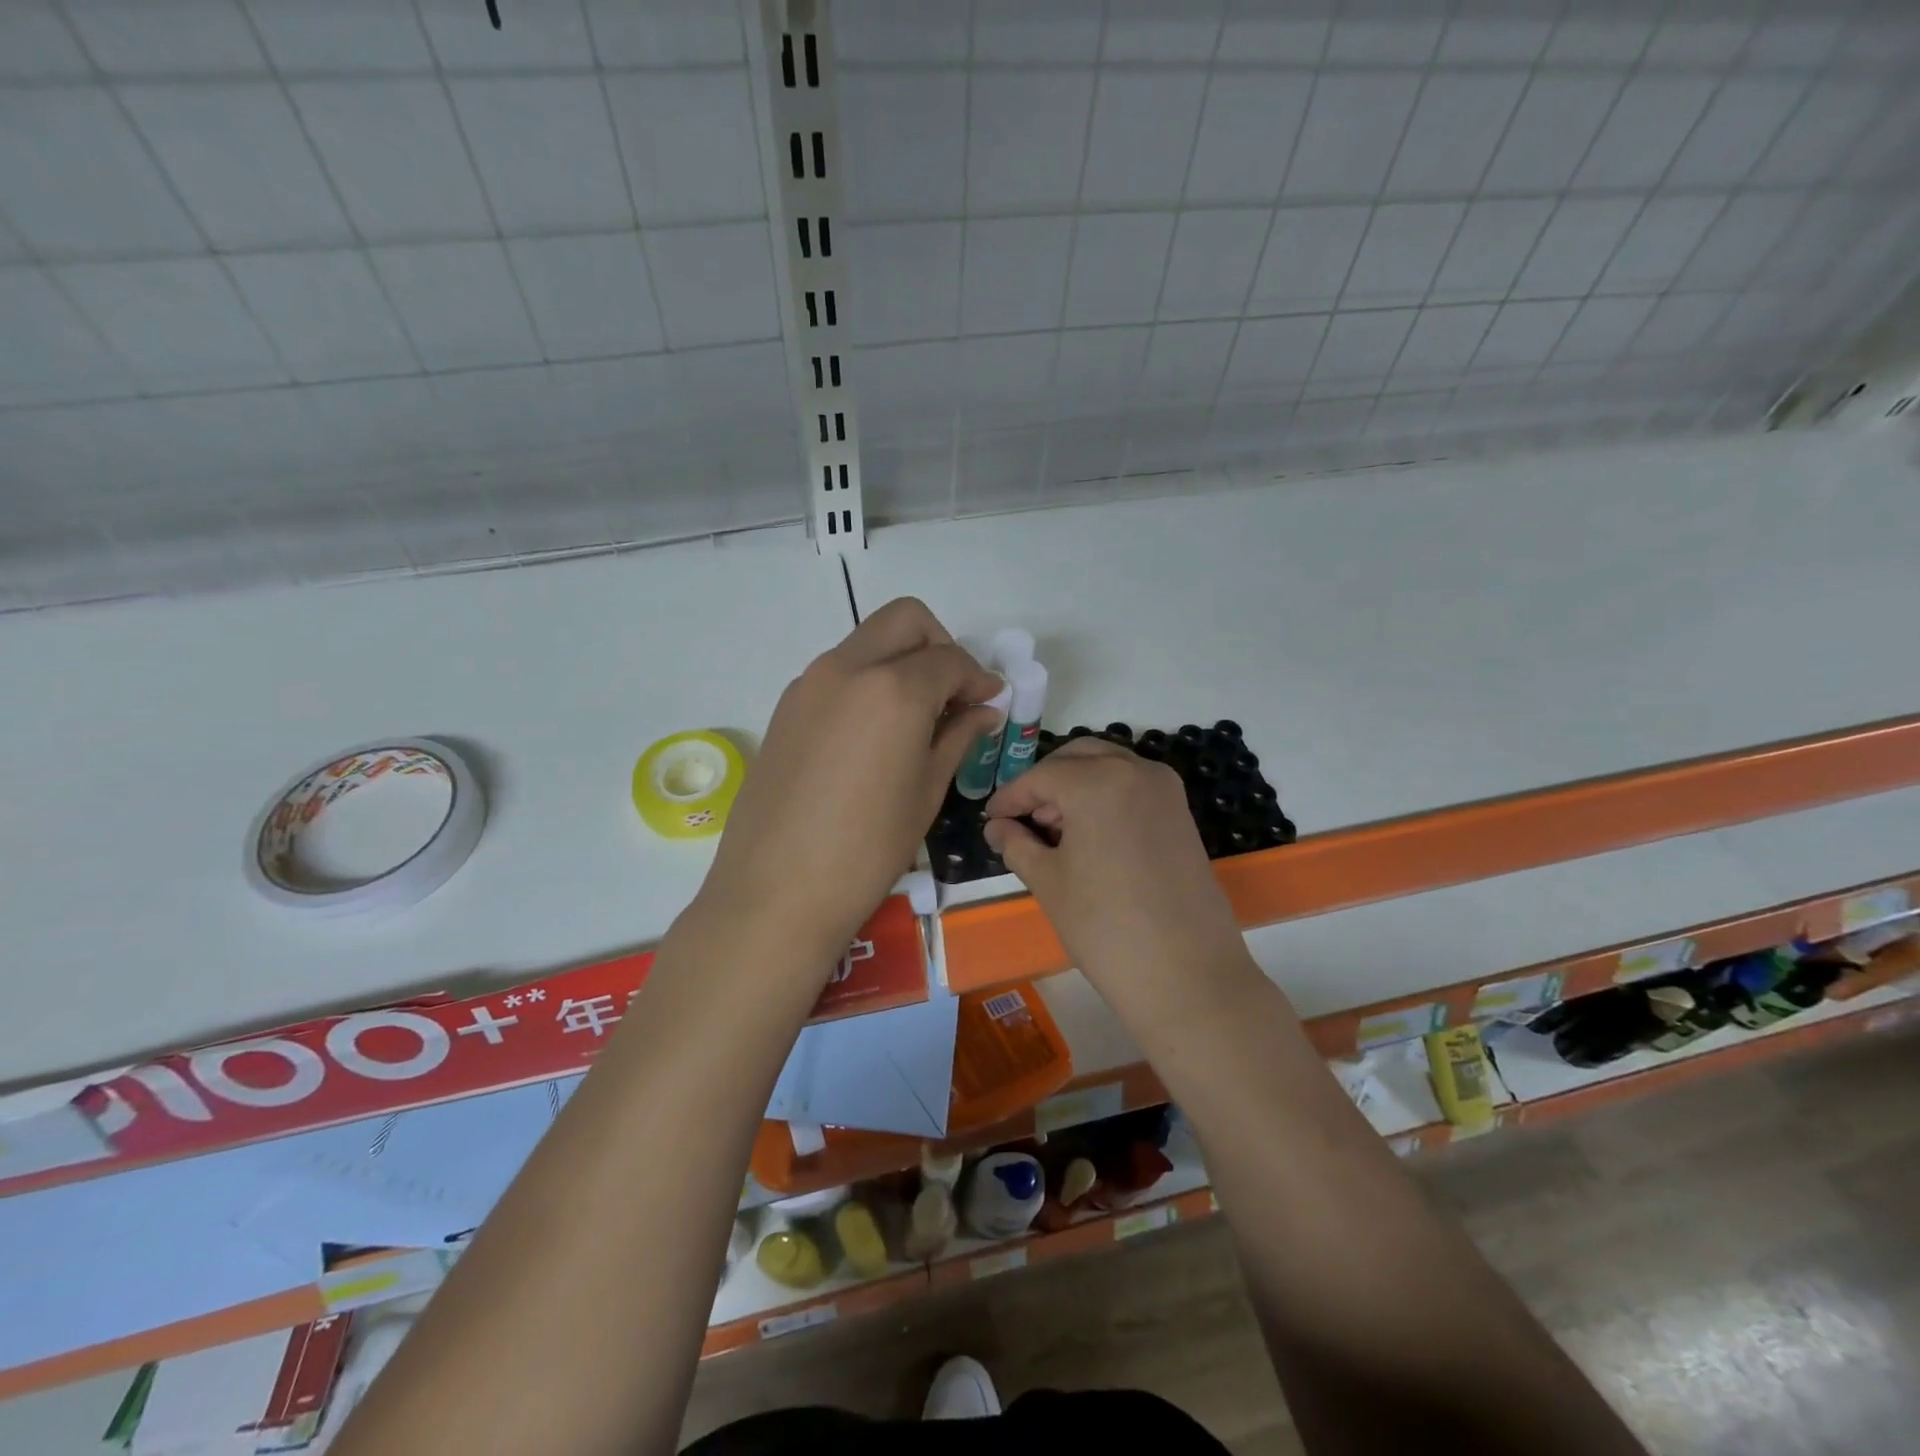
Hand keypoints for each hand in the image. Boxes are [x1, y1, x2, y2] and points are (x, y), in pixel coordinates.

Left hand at [699, 598, 1000, 969]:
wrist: (776, 890)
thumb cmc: (867, 848)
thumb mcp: (926, 791)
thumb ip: (957, 736)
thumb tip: (983, 710)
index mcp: (894, 688)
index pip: (950, 659)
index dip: (978, 678)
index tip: (990, 702)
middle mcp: (848, 667)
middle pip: (905, 620)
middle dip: (940, 645)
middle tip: (953, 694)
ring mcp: (809, 683)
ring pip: (867, 642)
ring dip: (901, 661)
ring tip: (916, 717)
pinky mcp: (786, 706)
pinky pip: (838, 672)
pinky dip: (867, 682)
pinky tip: (874, 734)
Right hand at [983, 739, 1250, 992]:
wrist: (1186, 974)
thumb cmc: (1104, 926)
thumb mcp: (1048, 881)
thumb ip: (1016, 843)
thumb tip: (996, 827)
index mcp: (1097, 781)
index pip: (1040, 776)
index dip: (1010, 797)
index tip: (991, 819)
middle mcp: (1135, 770)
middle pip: (1077, 758)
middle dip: (1045, 782)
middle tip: (1022, 818)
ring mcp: (1165, 790)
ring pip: (1108, 767)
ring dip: (1076, 785)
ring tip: (1053, 829)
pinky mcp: (1181, 813)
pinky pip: (1133, 786)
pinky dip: (1105, 795)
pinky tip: (1089, 835)